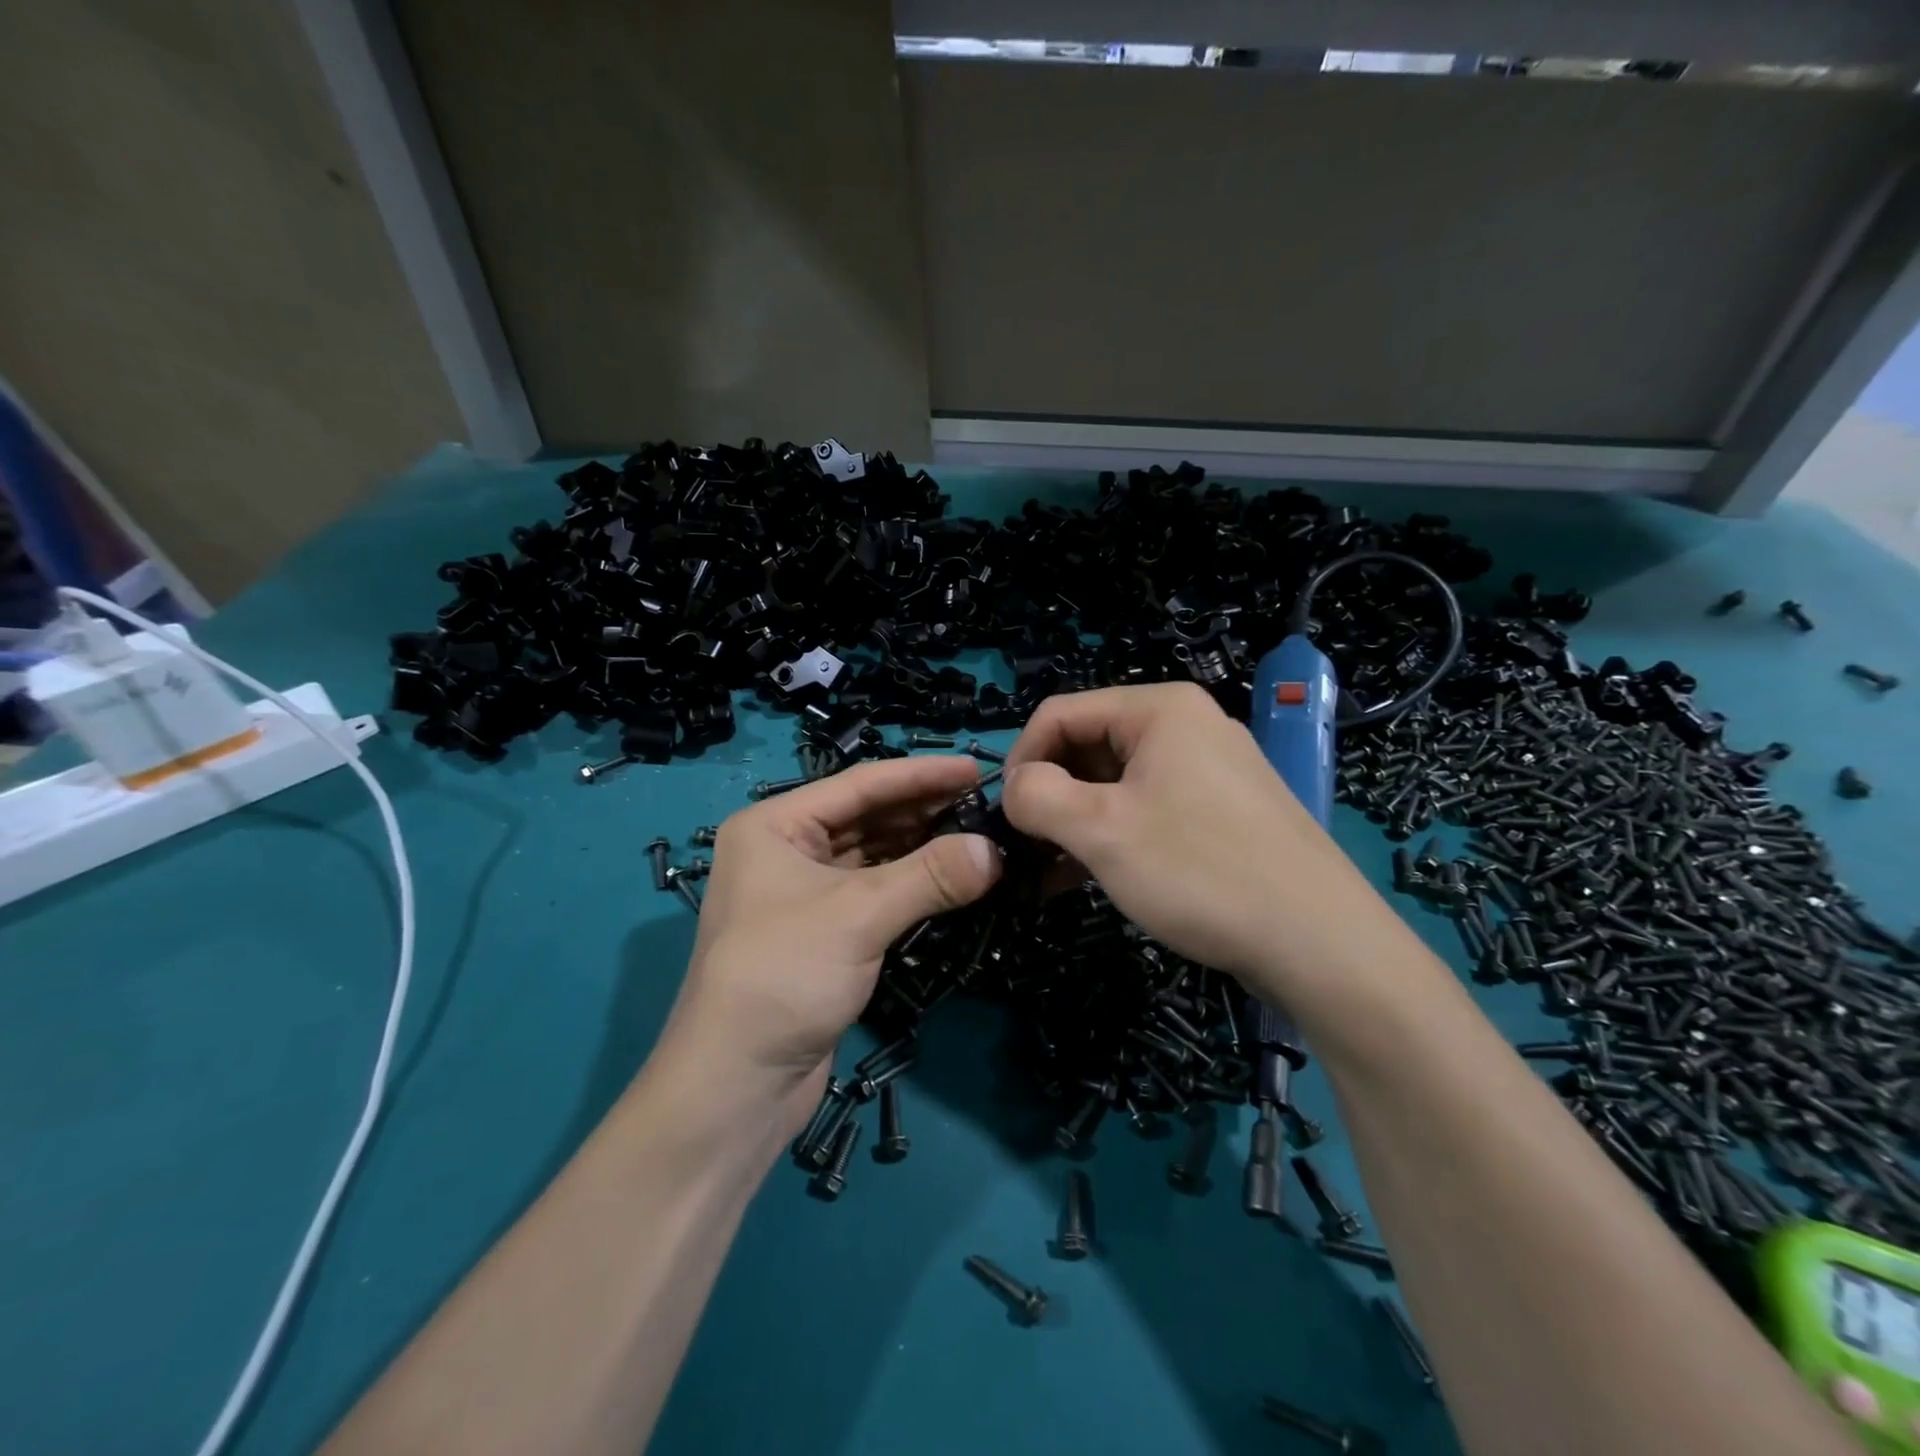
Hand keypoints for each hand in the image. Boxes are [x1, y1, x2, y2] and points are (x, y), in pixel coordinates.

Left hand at [661, 756, 1000, 1133]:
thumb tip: (996, 850)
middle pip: (866, 817)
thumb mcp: (858, 916)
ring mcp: (803, 894)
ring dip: (922, 847)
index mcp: (774, 826)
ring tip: (978, 835)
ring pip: (873, 856)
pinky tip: (950, 877)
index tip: (974, 767)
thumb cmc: (783, 976)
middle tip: (985, 803)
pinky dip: (911, 884)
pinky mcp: (823, 933)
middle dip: (924, 810)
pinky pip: (874, 892)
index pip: (859, 785)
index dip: (920, 775)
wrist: (735, 1087)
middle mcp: (785, 851)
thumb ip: (930, 877)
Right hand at [1000, 683, 1383, 1003]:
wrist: (1320, 943)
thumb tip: (1014, 788)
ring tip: (1049, 873)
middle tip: (1026, 850)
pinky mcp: (1222, 812)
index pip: (1060, 713)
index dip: (1020, 759)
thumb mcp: (1100, 830)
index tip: (1004, 816)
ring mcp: (1209, 770)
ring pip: (1116, 783)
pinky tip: (1087, 879)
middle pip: (1089, 746)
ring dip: (1076, 822)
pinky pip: (1149, 809)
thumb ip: (1036, 797)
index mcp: (1159, 709)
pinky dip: (1112, 836)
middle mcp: (1186, 726)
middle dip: (1050, 796)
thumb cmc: (1199, 870)